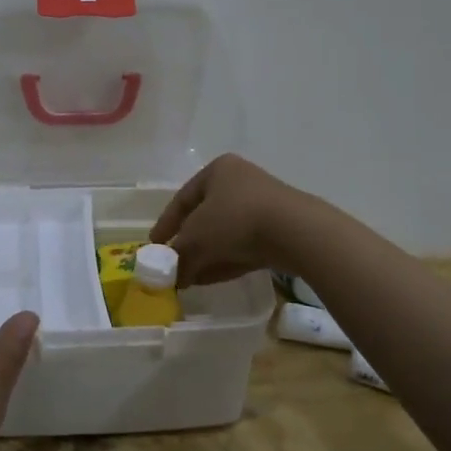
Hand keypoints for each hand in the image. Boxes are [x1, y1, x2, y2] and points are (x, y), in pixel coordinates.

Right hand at [150, 154, 320, 285]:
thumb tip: (170, 275)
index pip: (183, 198)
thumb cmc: (235, 220)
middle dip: (187, 244)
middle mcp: (240, 182)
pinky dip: (225, 260)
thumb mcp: (196, 238)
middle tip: (173, 265)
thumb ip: (178, 255)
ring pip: (224, 234)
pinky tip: (210, 279)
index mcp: (218, 170)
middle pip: (204, 217)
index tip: (154, 246)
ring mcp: (262, 205)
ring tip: (189, 279)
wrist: (295, 231)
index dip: (166, 224)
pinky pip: (243, 245)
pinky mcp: (278, 230)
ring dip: (205, 256)